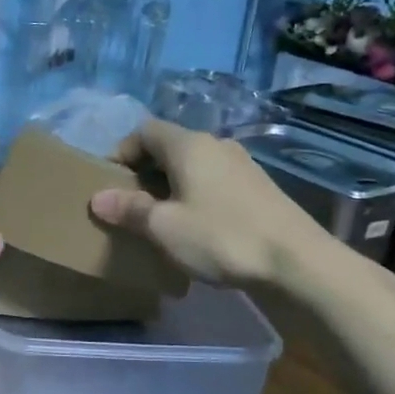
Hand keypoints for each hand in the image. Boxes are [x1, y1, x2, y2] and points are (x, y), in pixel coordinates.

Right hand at [89, 119, 392, 303]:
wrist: (297, 262)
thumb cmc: (222, 238)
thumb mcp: (165, 227)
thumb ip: (130, 209)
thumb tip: (97, 198)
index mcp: (188, 145)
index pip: (144, 131)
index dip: (121, 153)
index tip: (109, 184)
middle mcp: (215, 144)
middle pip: (168, 146)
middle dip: (144, 171)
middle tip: (130, 205)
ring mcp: (241, 164)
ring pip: (192, 165)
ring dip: (170, 184)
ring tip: (160, 218)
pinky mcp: (258, 186)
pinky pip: (213, 180)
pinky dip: (195, 194)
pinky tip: (196, 226)